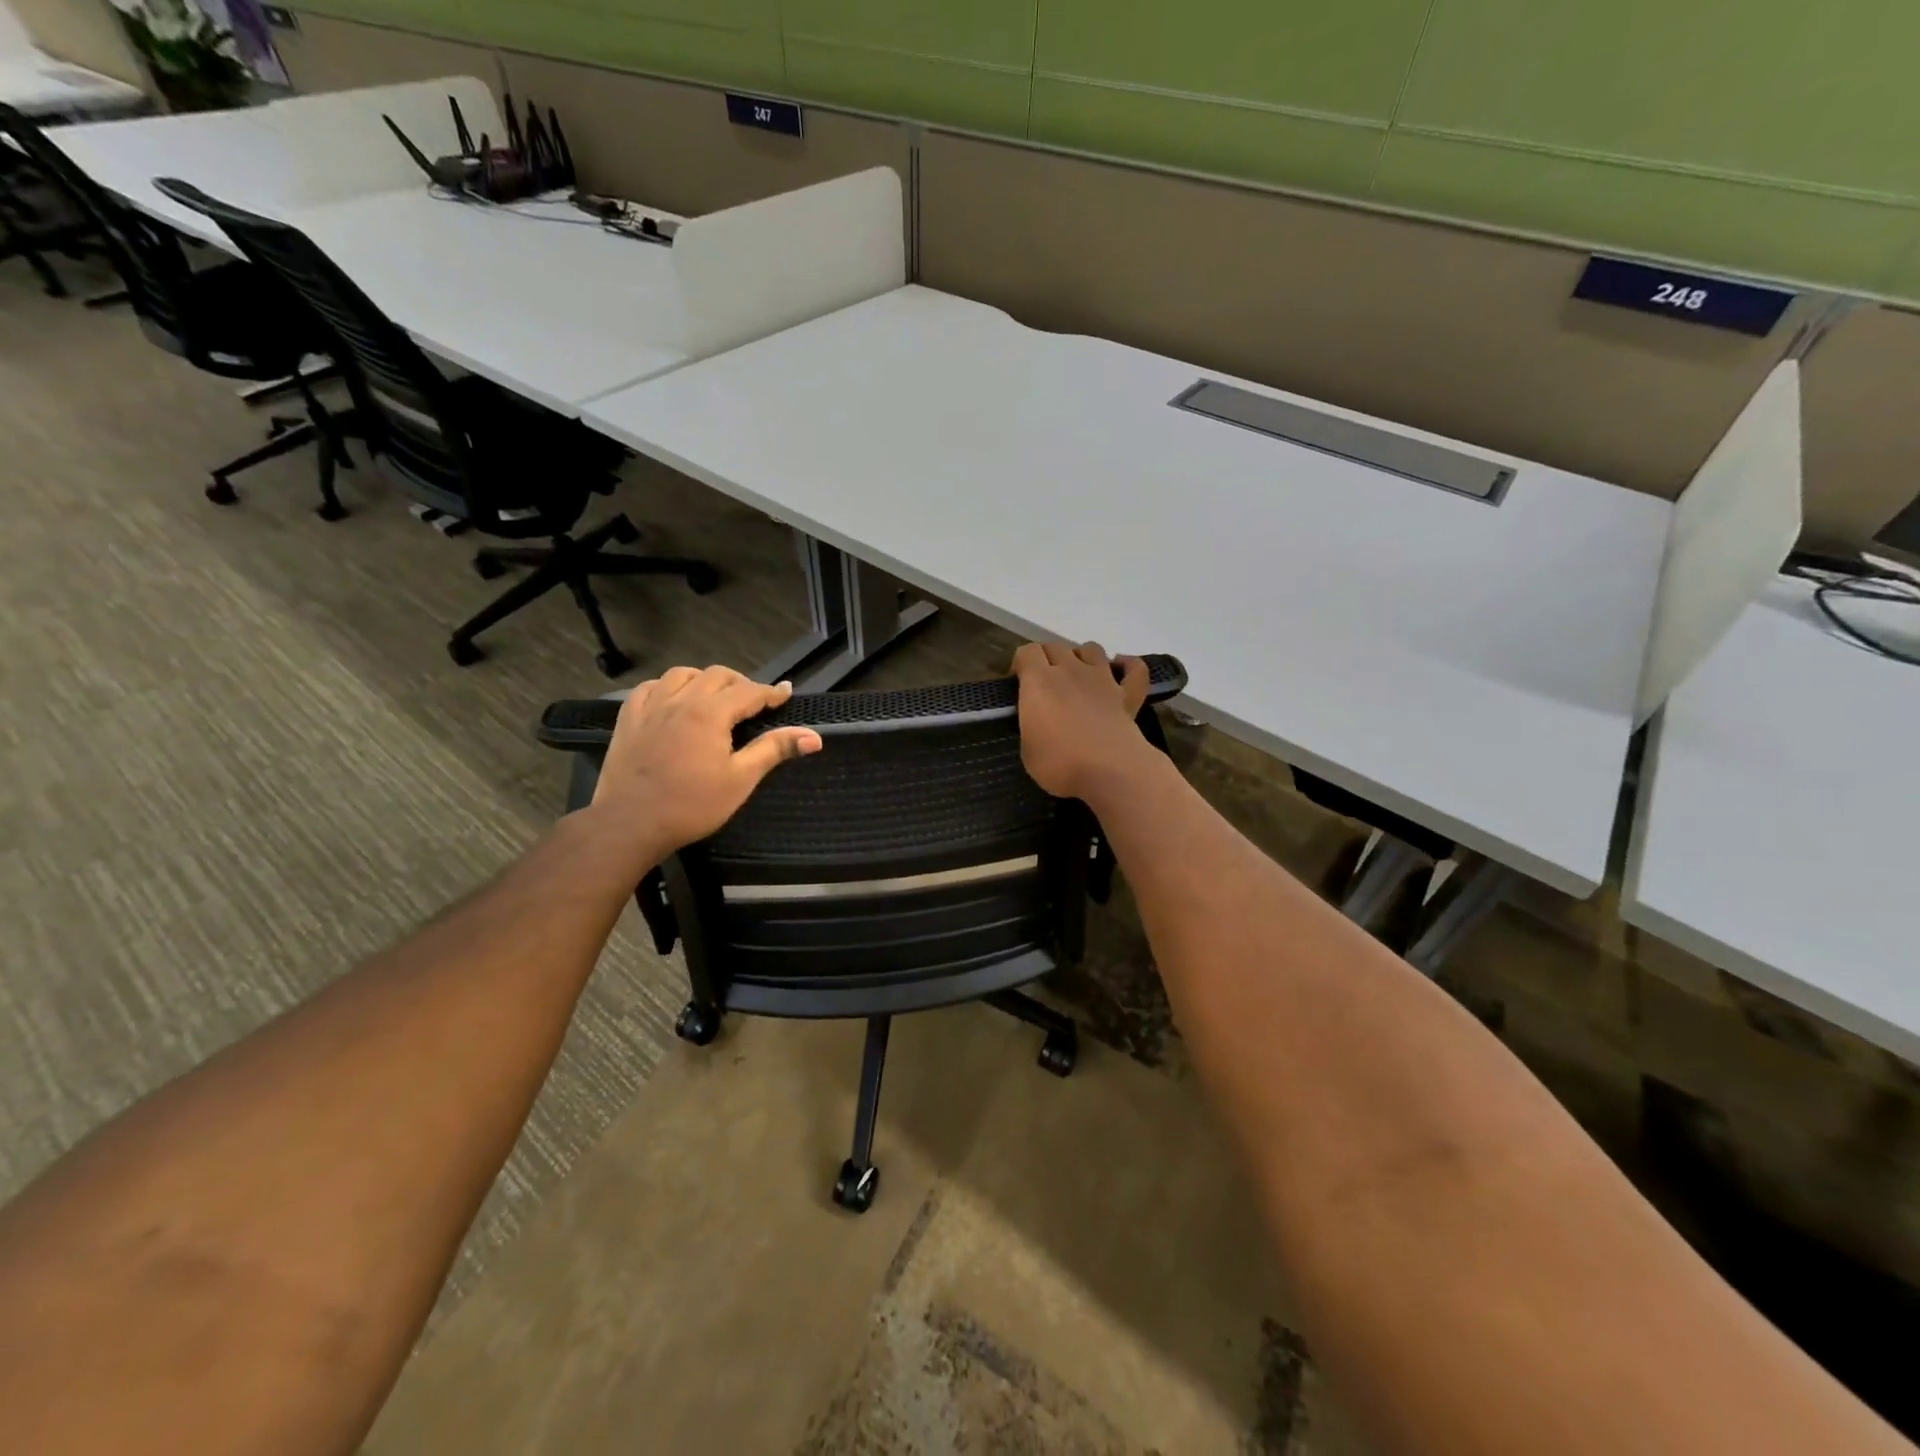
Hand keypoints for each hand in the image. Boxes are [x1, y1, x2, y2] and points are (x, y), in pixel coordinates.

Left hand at [586, 666, 822, 859]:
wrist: (629, 823)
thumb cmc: (691, 805)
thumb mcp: (740, 780)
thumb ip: (774, 750)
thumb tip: (814, 737)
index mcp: (710, 713)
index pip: (749, 691)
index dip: (772, 692)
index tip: (787, 693)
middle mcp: (681, 699)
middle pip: (717, 675)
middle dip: (741, 683)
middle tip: (754, 702)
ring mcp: (651, 706)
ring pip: (683, 674)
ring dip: (705, 680)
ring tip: (716, 697)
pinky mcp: (629, 718)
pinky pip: (651, 687)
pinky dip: (670, 687)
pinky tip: (675, 701)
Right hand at [1012, 642, 1153, 802]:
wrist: (1108, 771)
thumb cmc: (1059, 763)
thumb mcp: (1027, 749)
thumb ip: (1031, 725)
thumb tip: (1038, 722)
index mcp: (1039, 681)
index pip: (1027, 652)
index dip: (1021, 663)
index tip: (1018, 683)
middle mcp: (1070, 671)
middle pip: (1056, 647)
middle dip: (1047, 659)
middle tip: (1045, 685)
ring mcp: (1102, 679)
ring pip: (1092, 649)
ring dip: (1082, 657)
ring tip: (1078, 676)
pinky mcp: (1127, 695)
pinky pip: (1134, 668)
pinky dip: (1127, 665)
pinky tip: (1120, 670)